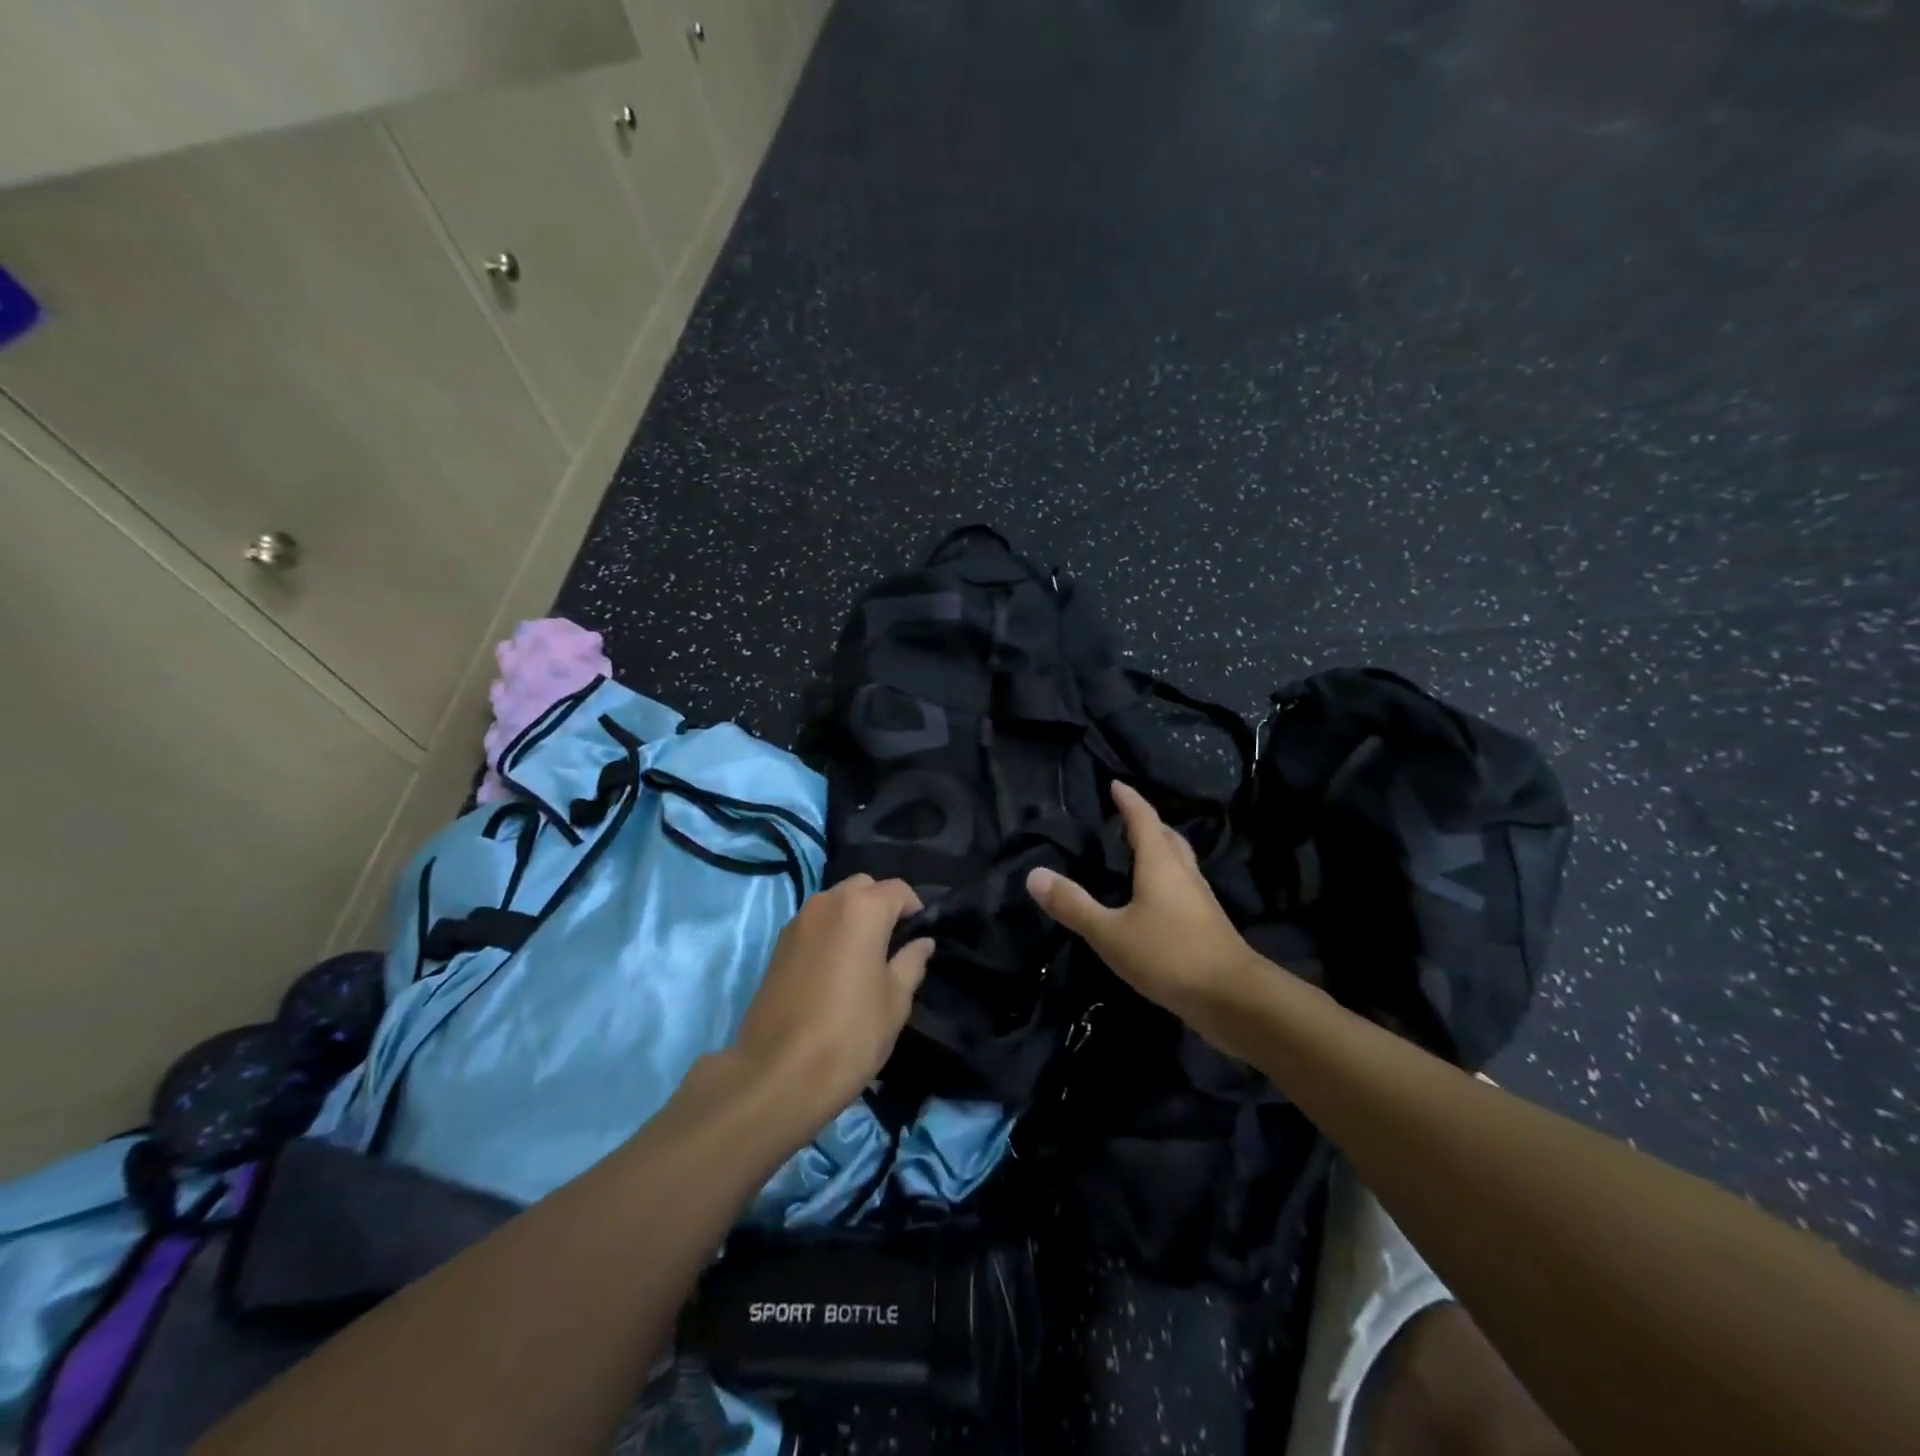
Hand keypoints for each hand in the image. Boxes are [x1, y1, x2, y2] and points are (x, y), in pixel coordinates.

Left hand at [729, 874, 932, 1128]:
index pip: (898, 889)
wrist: (777, 1075)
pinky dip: (830, 932)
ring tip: (864, 959)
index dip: (915, 910)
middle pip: (863, 887)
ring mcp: (798, 922)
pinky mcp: (778, 945)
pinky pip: (814, 924)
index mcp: (862, 909)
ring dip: (853, 917)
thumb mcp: (895, 1002)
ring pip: (835, 903)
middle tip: (892, 946)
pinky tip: (835, 970)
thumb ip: (911, 963)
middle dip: (881, 906)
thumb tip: (922, 943)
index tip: (918, 940)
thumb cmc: (850, 1035)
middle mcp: (827, 903)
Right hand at [1027, 782, 1254, 1019]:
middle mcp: (1184, 874)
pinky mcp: (1207, 925)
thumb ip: (1073, 905)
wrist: (1232, 999)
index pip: (1143, 820)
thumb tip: (1034, 875)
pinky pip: (1183, 887)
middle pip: (1168, 837)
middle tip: (1126, 818)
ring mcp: (1200, 900)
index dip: (1129, 800)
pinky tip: (1155, 901)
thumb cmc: (1168, 955)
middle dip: (1148, 823)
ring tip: (1139, 854)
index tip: (1116, 784)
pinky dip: (1167, 879)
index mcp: (1160, 864)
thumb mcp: (1110, 933)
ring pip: (1180, 862)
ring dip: (1161, 850)